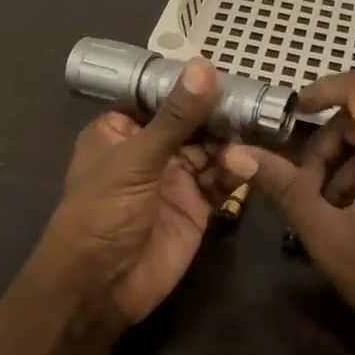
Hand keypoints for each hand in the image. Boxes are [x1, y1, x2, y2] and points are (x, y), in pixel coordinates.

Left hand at [36, 59, 255, 325]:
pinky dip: (235, 172)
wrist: (101, 287)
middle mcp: (149, 150)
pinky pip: (221, 180)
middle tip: (253, 101)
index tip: (226, 68)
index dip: (189, 84)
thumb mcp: (137, 159)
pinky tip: (245, 167)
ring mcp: (174, 178)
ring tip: (251, 134)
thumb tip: (204, 67)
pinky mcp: (196, 206)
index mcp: (121, 131)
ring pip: (210, 149)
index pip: (159, 96)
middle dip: (218, 113)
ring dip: (230, 142)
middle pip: (191, 121)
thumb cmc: (102, 212)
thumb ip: (175, 117)